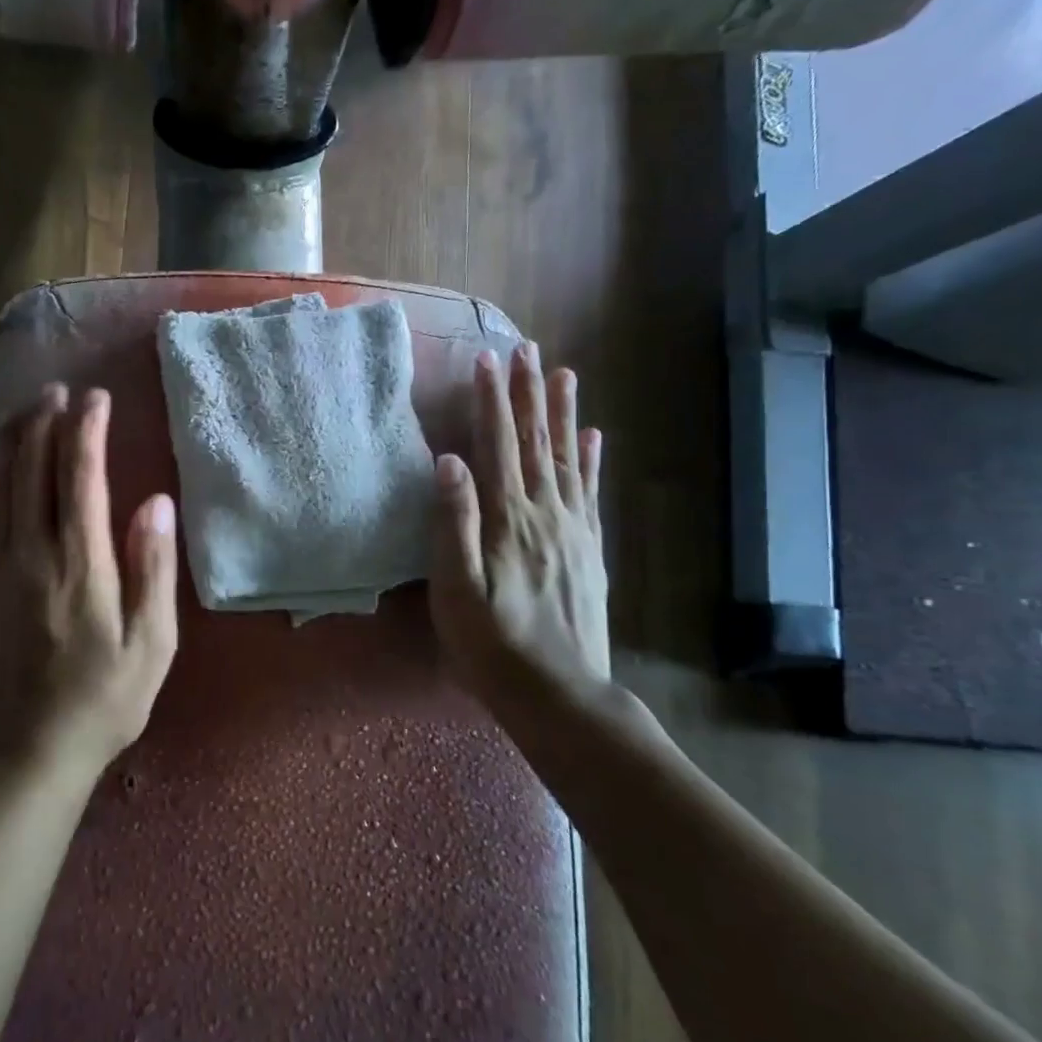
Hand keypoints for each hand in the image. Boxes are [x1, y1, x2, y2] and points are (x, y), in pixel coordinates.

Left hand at [0, 383, 179, 780]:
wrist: (28, 750)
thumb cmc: (103, 700)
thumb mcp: (151, 644)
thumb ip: (153, 569)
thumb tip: (156, 502)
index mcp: (81, 564)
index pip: (81, 477)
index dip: (88, 430)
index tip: (98, 398)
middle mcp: (33, 553)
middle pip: (34, 469)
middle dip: (47, 422)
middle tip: (61, 389)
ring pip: (0, 485)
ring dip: (14, 441)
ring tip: (28, 408)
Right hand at [429, 344, 609, 709]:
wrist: (558, 692)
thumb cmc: (491, 643)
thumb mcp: (455, 589)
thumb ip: (453, 522)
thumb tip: (448, 461)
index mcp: (507, 518)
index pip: (497, 445)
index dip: (491, 401)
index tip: (486, 359)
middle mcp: (544, 512)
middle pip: (535, 441)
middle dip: (528, 392)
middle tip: (527, 348)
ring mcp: (572, 529)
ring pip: (567, 457)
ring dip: (563, 413)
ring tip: (564, 373)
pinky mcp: (589, 548)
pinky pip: (590, 492)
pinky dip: (591, 459)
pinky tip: (593, 436)